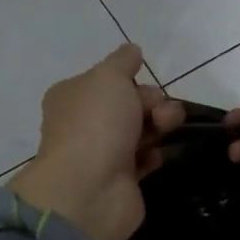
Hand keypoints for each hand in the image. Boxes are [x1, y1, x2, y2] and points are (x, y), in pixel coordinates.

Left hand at [11, 44, 186, 239]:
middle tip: (160, 114)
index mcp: (73, 96)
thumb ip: (123, 61)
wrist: (90, 189)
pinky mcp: (120, 180)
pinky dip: (154, 155)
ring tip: (166, 131)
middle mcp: (84, 123)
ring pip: (140, 130)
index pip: (109, 80)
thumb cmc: (97, 124)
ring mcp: (101, 153)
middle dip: (152, 103)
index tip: (143, 83)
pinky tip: (156, 156)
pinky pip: (144, 159)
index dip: (131, 80)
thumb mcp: (109, 77)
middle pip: (129, 104)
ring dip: (159, 126)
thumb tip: (132, 50)